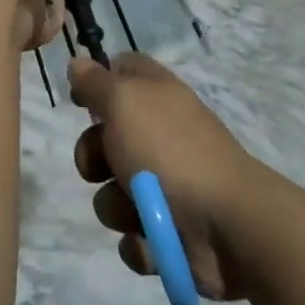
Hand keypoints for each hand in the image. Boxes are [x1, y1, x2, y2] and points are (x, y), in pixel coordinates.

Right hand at [69, 54, 269, 299]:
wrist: (227, 225)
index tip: (79, 100)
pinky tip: (153, 239)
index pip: (124, 71)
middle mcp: (161, 136)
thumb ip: (96, 82)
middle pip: (106, 138)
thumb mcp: (124, 102)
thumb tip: (78, 62)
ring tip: (137, 211)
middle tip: (100, 166)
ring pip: (113, 192)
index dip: (98, 81)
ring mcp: (168, 186)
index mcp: (156, 97)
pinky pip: (133, 237)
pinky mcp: (171, 233)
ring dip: (116, 205)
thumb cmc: (170, 152)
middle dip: (92, 156)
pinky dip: (139, 241)